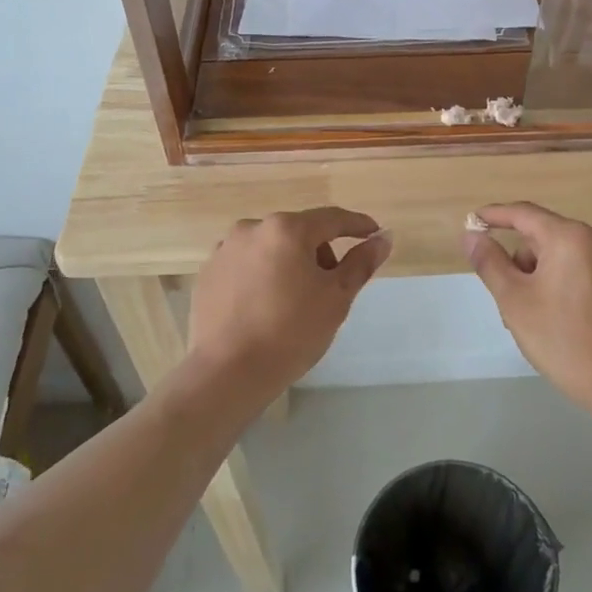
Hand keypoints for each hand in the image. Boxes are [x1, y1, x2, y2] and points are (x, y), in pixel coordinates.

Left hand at [185, 207, 391, 406]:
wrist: (227, 373)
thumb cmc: (291, 332)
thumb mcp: (336, 297)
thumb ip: (361, 263)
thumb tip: (384, 237)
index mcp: (287, 229)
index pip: (332, 218)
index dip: (357, 225)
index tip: (374, 234)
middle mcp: (252, 228)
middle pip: (299, 231)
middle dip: (320, 251)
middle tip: (332, 285)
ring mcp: (224, 249)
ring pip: (270, 247)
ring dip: (289, 262)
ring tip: (295, 300)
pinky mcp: (207, 273)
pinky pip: (246, 264)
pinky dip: (262, 275)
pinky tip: (265, 306)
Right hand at [465, 202, 591, 409]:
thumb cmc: (562, 339)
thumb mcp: (514, 301)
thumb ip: (490, 262)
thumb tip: (472, 235)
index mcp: (570, 236)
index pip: (524, 213)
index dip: (495, 215)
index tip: (474, 220)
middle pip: (547, 238)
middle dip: (524, 262)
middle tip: (512, 301)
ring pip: (569, 255)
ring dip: (547, 274)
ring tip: (541, 317)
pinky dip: (573, 283)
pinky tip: (570, 319)